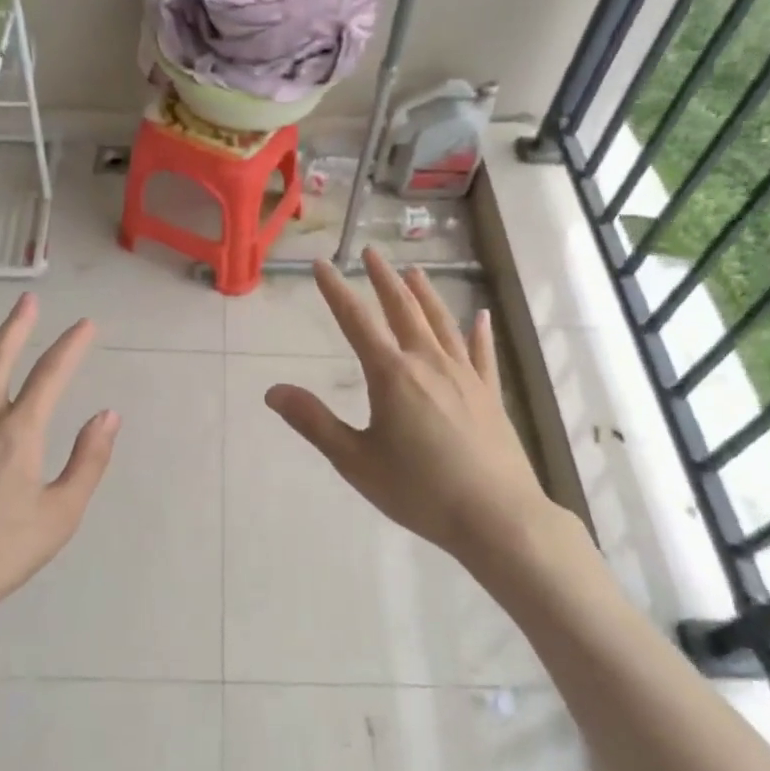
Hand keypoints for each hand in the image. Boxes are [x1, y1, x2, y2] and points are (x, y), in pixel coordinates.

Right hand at [265, 249, 565, 573]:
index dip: (335, 291)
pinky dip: (479, 332)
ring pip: (442, 322)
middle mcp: (428, 363)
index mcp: (392, 375)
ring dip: (425, 293)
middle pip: (403, 309)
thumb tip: (273, 391)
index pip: (356, 321)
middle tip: (370, 253)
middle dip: (383, 279)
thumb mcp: (355, 460)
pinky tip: (482, 316)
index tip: (321, 264)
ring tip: (414, 271)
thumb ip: (314, 422)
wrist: (496, 517)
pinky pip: (482, 353)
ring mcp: (464, 375)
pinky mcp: (490, 394)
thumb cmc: (419, 491)